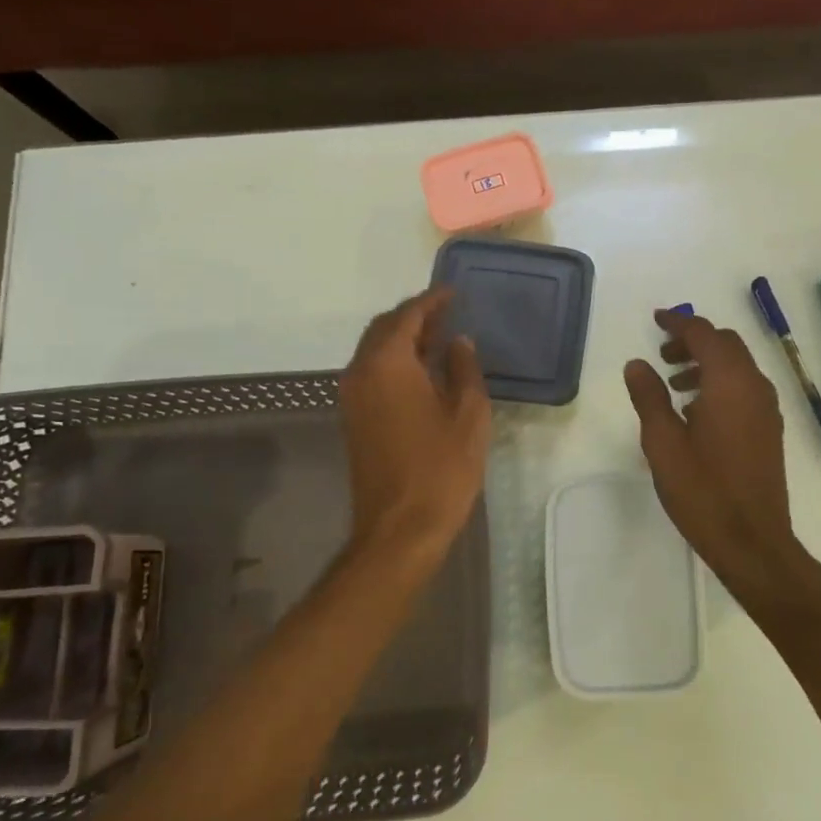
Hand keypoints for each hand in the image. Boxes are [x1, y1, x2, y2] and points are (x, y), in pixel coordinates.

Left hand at [339, 288, 490, 565]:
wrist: (399, 529)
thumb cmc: (441, 469)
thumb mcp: (468, 414)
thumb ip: (464, 369)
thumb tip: (458, 342)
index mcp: (388, 364)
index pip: (407, 316)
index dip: (432, 301)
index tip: (454, 292)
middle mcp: (361, 372)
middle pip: (384, 328)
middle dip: (414, 316)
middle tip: (447, 313)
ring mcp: (352, 397)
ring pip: (375, 350)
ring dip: (403, 338)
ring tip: (439, 338)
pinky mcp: (354, 418)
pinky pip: (372, 372)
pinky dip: (395, 360)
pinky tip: (423, 371)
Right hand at [625, 310, 820, 617]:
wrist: (752, 541)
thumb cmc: (702, 490)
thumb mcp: (663, 442)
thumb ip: (649, 397)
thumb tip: (637, 364)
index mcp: (730, 382)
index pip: (704, 335)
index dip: (679, 323)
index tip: (656, 320)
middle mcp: (755, 387)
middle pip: (726, 345)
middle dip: (693, 342)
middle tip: (662, 355)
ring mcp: (767, 409)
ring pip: (737, 367)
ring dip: (706, 364)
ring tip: (674, 383)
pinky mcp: (769, 430)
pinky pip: (744, 389)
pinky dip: (720, 384)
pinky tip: (696, 412)